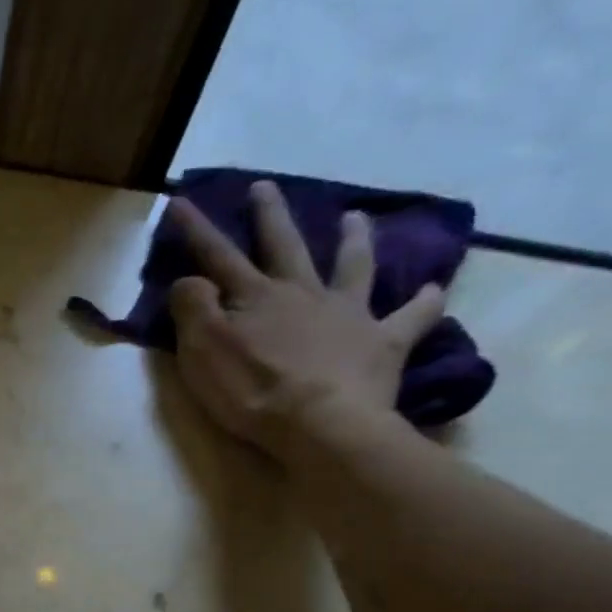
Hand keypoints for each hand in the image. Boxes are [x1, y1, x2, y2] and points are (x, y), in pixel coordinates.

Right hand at [165, 180, 446, 461]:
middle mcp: (302, 294)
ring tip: (355, 218)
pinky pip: (410, 318)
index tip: (180, 200)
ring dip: (352, 241)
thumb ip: (193, 309)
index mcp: (255, 297)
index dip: (197, 230)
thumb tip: (191, 279)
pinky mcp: (381, 344)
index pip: (217, 256)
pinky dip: (422, 303)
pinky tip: (431, 291)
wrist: (320, 423)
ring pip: (351, 266)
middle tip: (265, 187)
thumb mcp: (203, 350)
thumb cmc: (252, 390)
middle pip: (284, 246)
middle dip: (270, 216)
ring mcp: (347, 314)